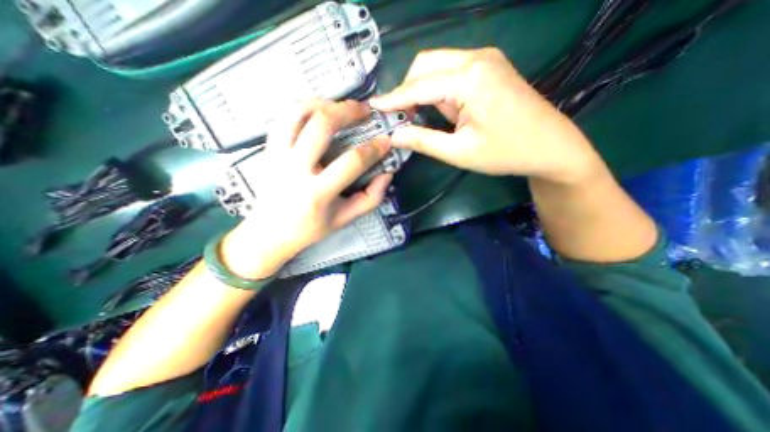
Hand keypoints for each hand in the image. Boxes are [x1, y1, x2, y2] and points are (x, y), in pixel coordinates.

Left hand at [220, 100, 391, 278]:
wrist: (269, 232)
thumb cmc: (311, 228)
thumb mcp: (345, 219)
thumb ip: (371, 198)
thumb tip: (387, 173)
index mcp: (318, 192)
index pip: (352, 162)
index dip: (373, 149)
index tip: (386, 141)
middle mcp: (295, 169)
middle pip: (322, 125)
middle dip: (348, 111)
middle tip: (365, 110)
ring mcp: (277, 156)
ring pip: (298, 113)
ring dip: (323, 103)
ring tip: (340, 107)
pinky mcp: (267, 150)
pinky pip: (284, 118)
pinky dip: (303, 108)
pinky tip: (317, 112)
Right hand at [370, 47, 604, 184]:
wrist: (550, 146)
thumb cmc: (505, 153)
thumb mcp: (459, 152)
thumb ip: (423, 141)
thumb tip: (395, 135)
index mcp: (470, 78)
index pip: (418, 86)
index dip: (393, 99)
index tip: (372, 107)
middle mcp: (476, 58)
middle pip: (425, 65)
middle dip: (408, 91)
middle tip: (402, 118)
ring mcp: (485, 59)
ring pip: (437, 66)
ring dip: (424, 91)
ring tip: (426, 119)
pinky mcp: (489, 67)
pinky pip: (452, 71)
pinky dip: (439, 89)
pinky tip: (445, 111)